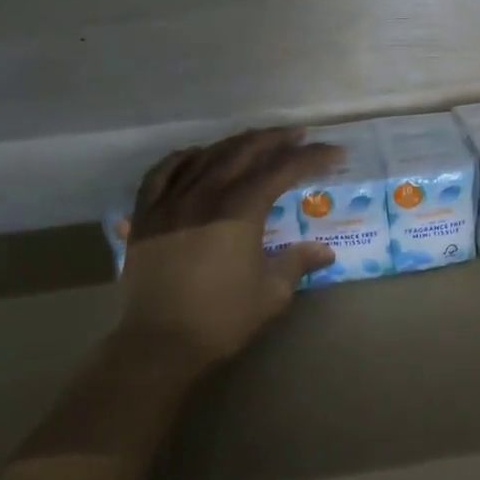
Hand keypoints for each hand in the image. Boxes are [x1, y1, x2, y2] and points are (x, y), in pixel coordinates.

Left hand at [115, 128, 338, 367]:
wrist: (160, 344)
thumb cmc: (222, 319)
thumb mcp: (271, 293)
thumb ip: (297, 263)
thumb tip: (326, 252)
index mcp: (240, 210)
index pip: (282, 170)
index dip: (311, 158)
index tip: (334, 152)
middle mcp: (206, 195)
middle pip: (244, 152)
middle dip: (276, 140)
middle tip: (299, 135)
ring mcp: (171, 201)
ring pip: (206, 156)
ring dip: (236, 143)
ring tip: (256, 141)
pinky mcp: (145, 215)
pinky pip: (162, 173)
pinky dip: (182, 158)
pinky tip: (195, 155)